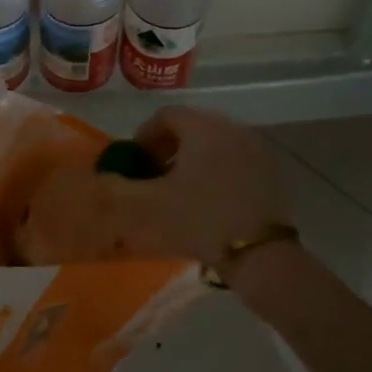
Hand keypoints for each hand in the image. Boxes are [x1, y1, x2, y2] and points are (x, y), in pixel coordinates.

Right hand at [18, 105, 292, 268]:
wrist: (261, 255)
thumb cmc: (199, 221)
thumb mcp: (147, 208)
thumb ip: (116, 189)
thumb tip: (100, 178)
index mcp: (202, 127)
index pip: (165, 116)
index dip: (144, 137)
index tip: (135, 164)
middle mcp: (231, 127)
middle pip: (191, 127)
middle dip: (168, 148)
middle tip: (154, 177)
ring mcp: (256, 148)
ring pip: (214, 144)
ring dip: (192, 160)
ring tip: (179, 192)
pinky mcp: (271, 172)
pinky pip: (235, 160)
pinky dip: (217, 171)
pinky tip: (209, 202)